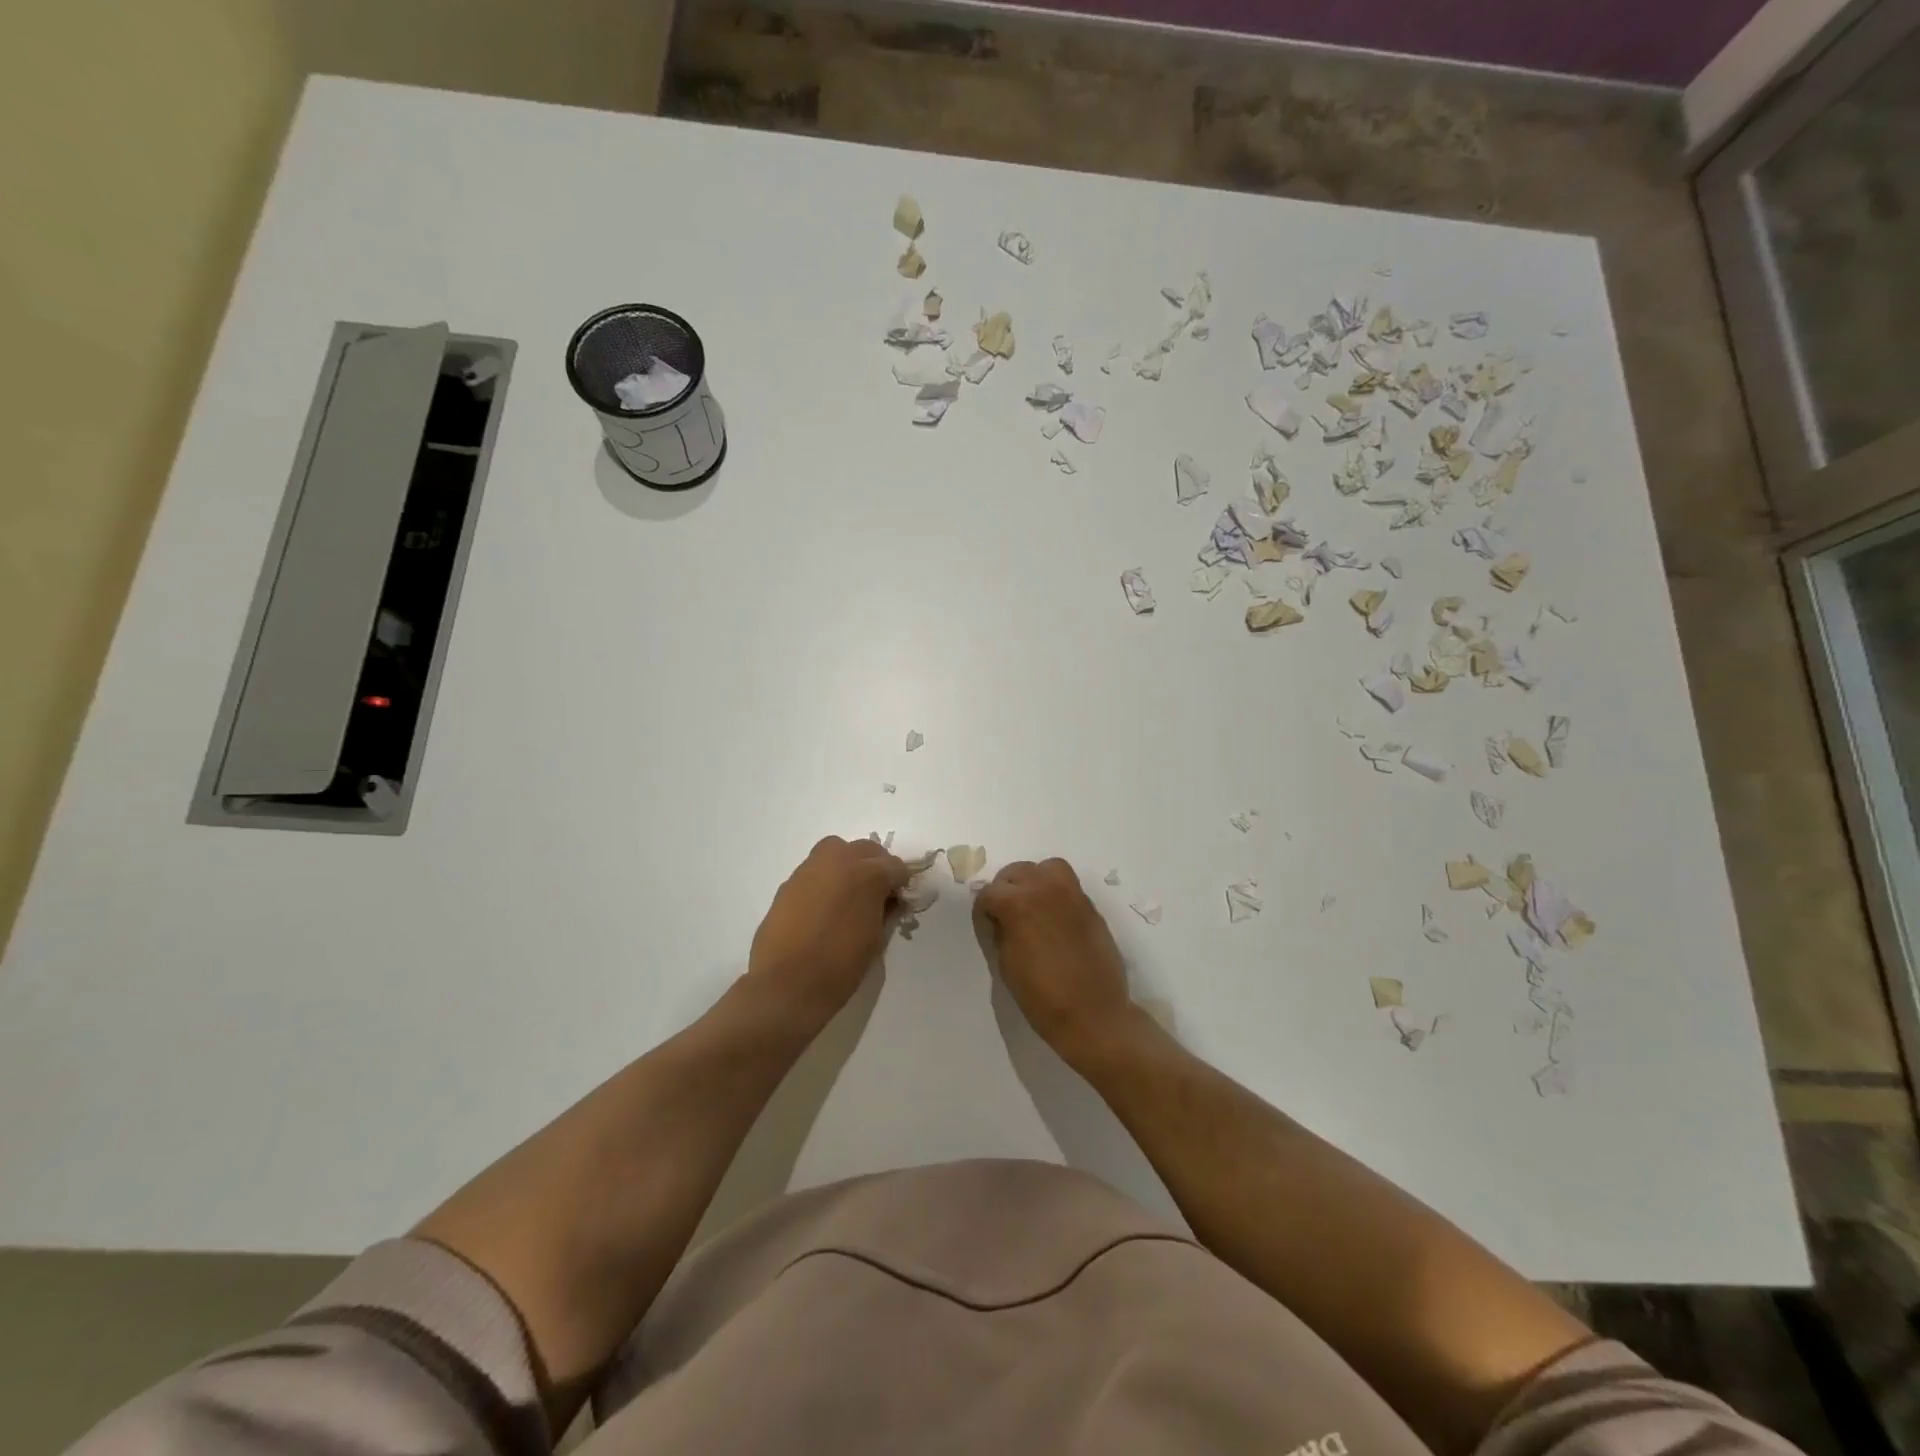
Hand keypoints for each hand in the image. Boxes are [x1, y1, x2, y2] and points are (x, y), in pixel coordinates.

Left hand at [748, 836, 907, 1027]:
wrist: (786, 984)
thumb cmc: (840, 966)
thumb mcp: (876, 940)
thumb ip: (885, 912)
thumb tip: (887, 902)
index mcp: (868, 875)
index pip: (895, 867)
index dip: (901, 883)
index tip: (900, 900)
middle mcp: (839, 861)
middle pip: (866, 850)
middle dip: (876, 866)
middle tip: (878, 892)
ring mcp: (810, 869)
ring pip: (836, 851)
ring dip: (848, 864)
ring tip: (849, 893)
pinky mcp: (789, 882)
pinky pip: (815, 870)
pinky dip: (825, 879)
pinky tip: (824, 905)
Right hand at [975, 858, 1137, 1064]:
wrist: (1094, 1014)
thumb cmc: (1042, 996)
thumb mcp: (1007, 965)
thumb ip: (1001, 932)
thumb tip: (1000, 919)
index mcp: (1018, 904)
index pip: (989, 892)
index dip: (983, 909)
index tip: (985, 923)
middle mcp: (1044, 889)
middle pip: (1016, 872)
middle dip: (1006, 889)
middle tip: (1006, 913)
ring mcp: (1072, 895)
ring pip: (1047, 868)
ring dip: (1034, 880)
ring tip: (1032, 904)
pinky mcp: (1090, 906)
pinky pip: (1068, 885)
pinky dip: (1056, 892)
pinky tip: (1054, 918)